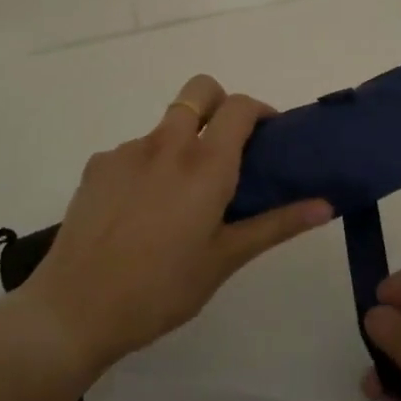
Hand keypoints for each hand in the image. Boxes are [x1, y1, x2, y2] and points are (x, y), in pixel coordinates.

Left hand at [17, 74, 331, 377]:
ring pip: (166, 125)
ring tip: (178, 199)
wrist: (74, 310)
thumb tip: (326, 205)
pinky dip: (147, 167)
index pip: (240, 106)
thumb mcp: (225, 260)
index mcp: (205, 164)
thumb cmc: (161, 289)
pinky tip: (139, 213)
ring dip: (182, 143)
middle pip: (200, 90)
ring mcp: (128, 150)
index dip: (260, 110)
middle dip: (219, 102)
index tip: (268, 136)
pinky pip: (134, 152)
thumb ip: (276, 224)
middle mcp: (167, 143)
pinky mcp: (98, 165)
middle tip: (226, 146)